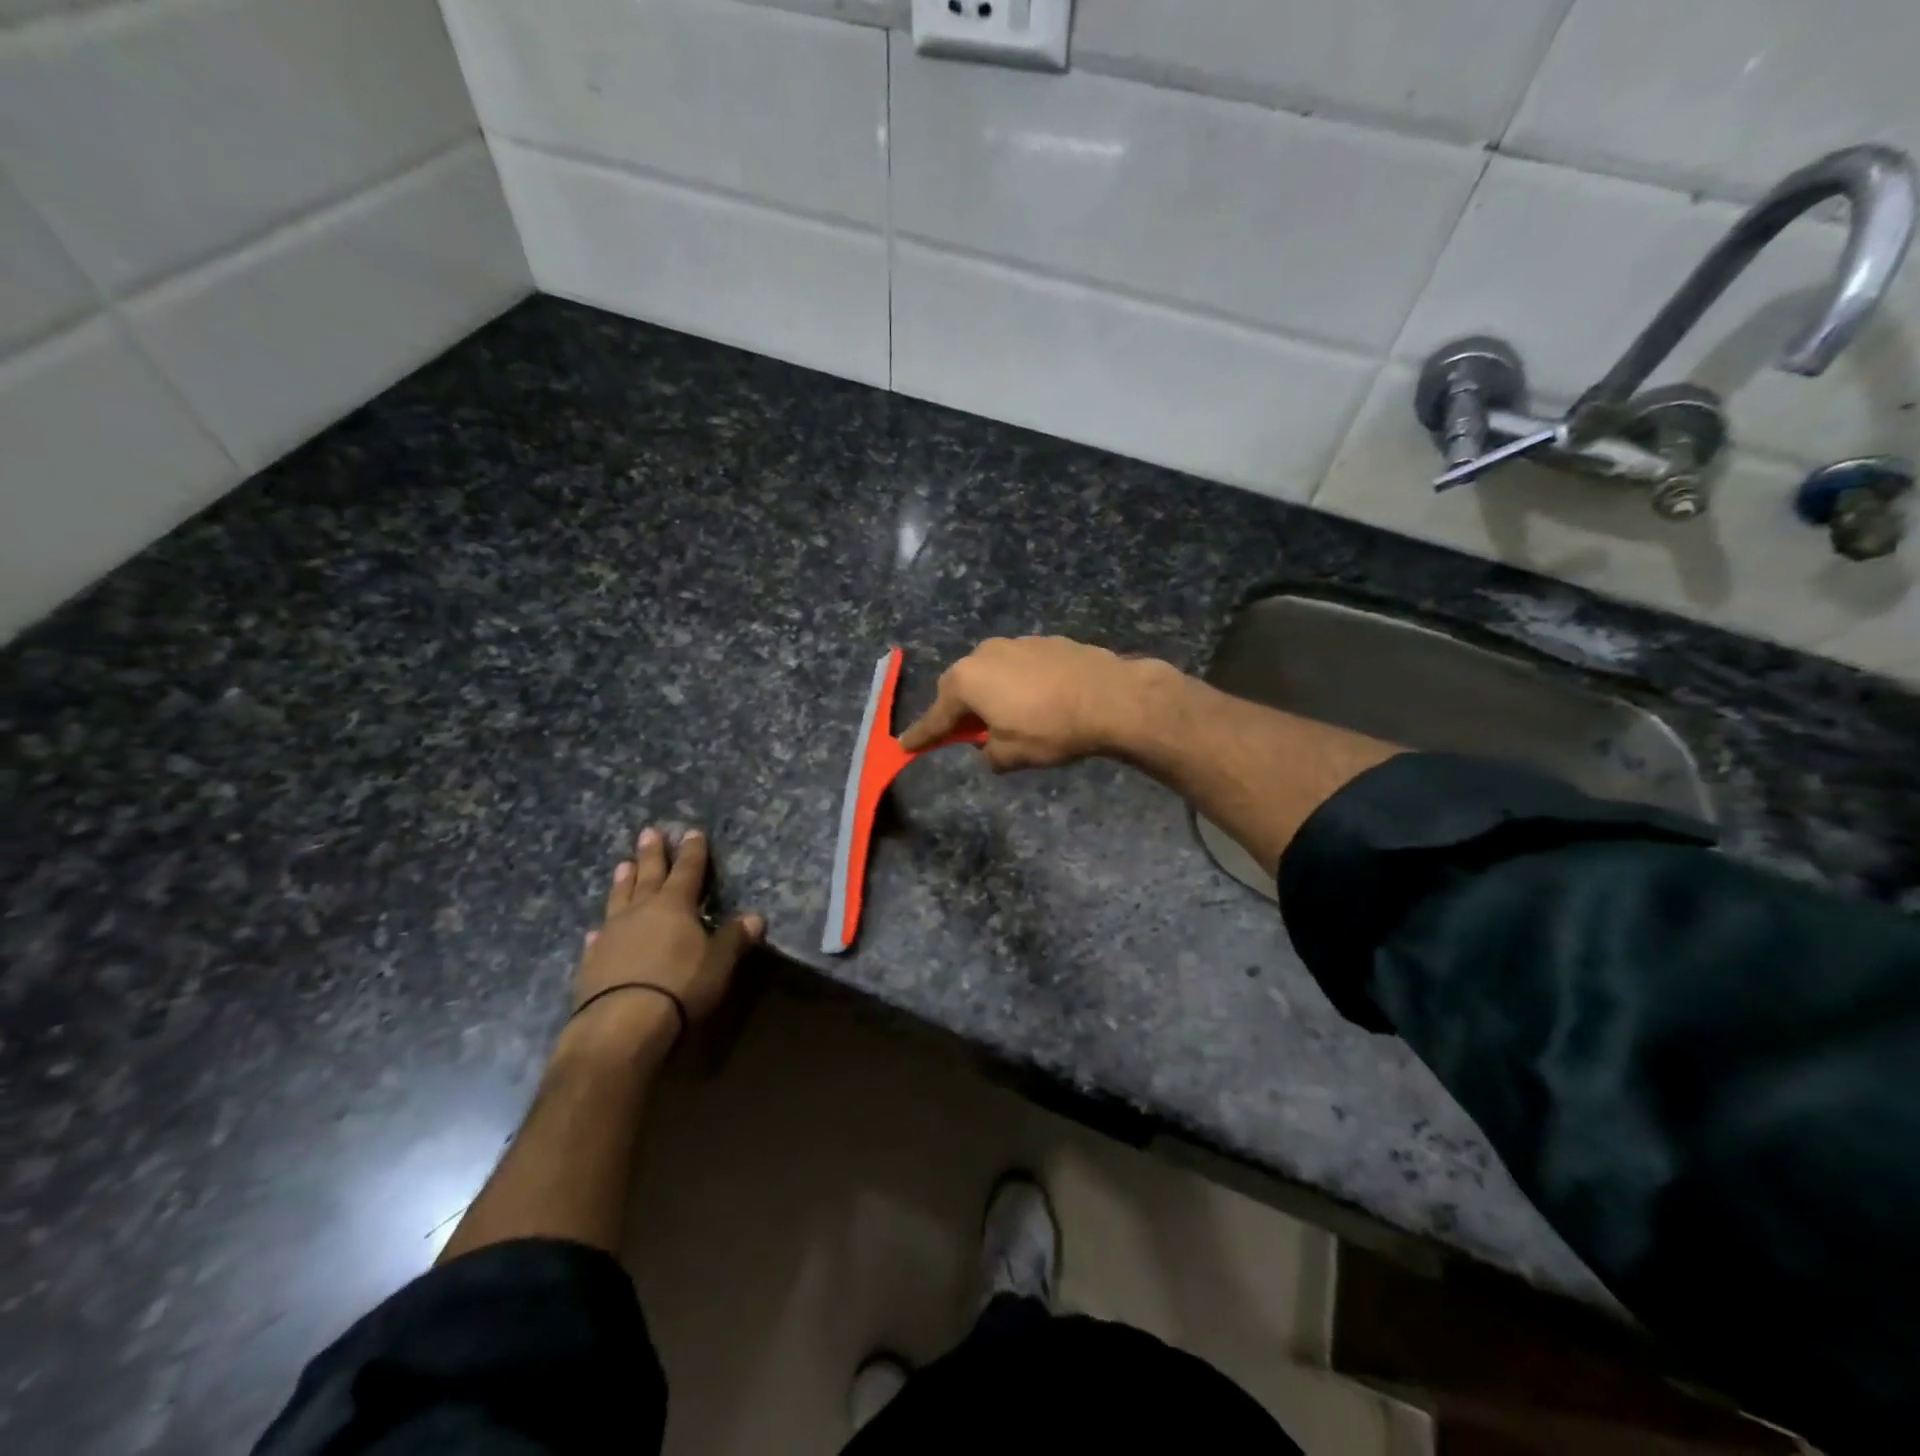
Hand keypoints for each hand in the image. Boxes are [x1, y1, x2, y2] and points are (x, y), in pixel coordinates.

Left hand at [569, 826, 764, 1048]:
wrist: (623, 1022)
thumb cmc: (680, 985)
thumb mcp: (719, 962)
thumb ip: (735, 938)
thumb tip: (756, 917)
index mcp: (675, 905)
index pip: (688, 871)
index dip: (692, 852)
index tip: (691, 833)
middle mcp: (641, 911)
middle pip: (648, 875)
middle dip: (652, 854)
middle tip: (648, 832)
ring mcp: (612, 934)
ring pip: (620, 899)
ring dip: (623, 882)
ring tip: (623, 865)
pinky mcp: (592, 961)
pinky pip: (599, 936)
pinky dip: (602, 929)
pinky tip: (598, 929)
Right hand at [898, 636, 1153, 771]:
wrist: (1111, 697)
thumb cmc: (1051, 729)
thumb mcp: (1011, 755)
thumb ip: (989, 753)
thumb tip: (989, 746)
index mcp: (966, 681)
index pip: (936, 717)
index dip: (922, 736)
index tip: (904, 746)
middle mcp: (984, 654)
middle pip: (961, 688)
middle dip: (962, 711)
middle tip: (969, 734)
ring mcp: (1016, 643)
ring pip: (992, 674)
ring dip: (993, 695)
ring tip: (1013, 717)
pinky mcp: (1045, 641)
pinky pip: (1020, 667)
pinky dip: (1020, 684)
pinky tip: (1040, 701)